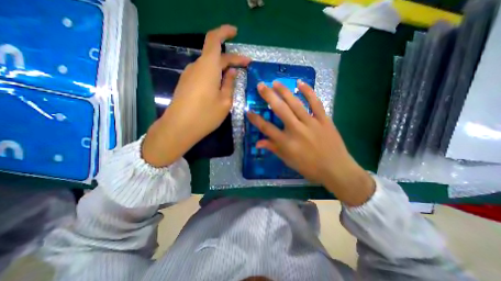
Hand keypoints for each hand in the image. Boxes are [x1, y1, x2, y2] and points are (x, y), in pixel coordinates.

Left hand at [141, 24, 250, 165]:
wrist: (179, 128)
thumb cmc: (205, 115)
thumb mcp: (225, 101)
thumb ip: (230, 84)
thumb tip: (232, 72)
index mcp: (208, 67)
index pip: (214, 40)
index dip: (224, 32)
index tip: (235, 32)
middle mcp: (197, 67)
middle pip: (216, 56)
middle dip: (232, 59)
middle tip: (246, 66)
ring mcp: (190, 75)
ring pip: (209, 66)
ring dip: (223, 68)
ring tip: (235, 78)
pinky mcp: (186, 84)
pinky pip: (203, 74)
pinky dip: (214, 75)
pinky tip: (221, 85)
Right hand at [248, 81, 372, 205]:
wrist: (335, 169)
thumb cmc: (309, 167)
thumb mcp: (288, 160)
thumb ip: (273, 148)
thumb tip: (257, 143)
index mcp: (287, 142)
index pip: (266, 128)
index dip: (256, 119)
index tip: (248, 111)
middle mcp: (296, 130)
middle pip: (280, 110)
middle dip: (269, 96)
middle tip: (261, 85)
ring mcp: (311, 123)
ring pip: (295, 103)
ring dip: (285, 91)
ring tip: (276, 82)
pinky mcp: (324, 119)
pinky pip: (315, 103)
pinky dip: (308, 92)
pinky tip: (300, 83)